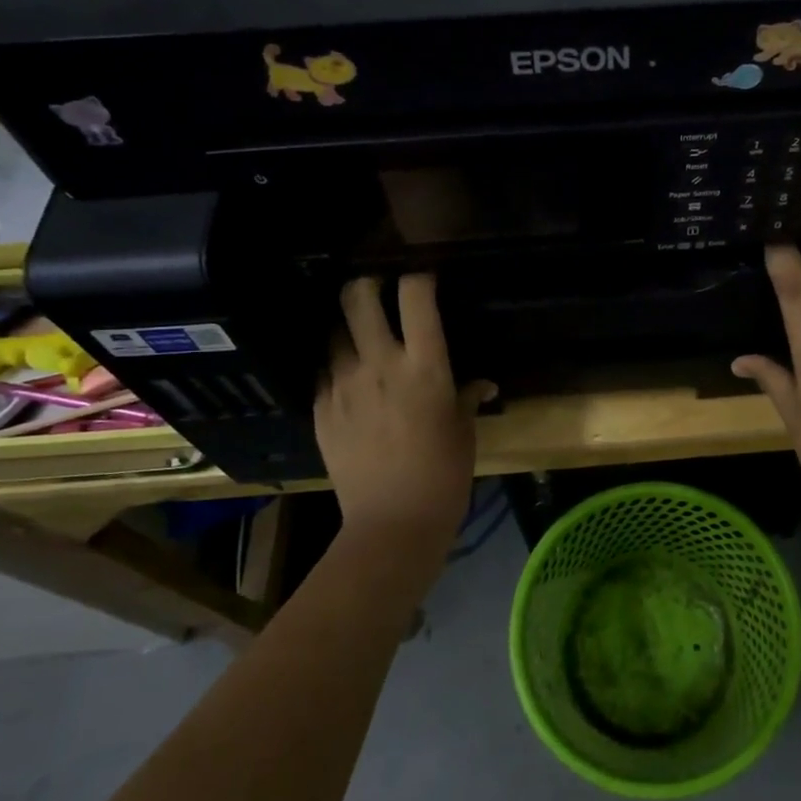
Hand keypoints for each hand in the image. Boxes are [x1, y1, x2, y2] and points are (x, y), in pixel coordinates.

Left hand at [315, 274, 493, 551]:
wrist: (392, 523)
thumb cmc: (443, 475)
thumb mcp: (464, 431)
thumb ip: (467, 397)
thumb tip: (481, 383)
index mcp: (424, 366)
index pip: (415, 297)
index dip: (418, 277)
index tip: (423, 278)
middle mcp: (378, 364)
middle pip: (357, 298)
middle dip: (365, 284)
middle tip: (376, 291)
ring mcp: (343, 385)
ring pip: (334, 333)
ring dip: (348, 329)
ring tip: (360, 340)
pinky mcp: (320, 410)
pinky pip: (324, 373)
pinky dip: (336, 368)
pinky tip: (349, 384)